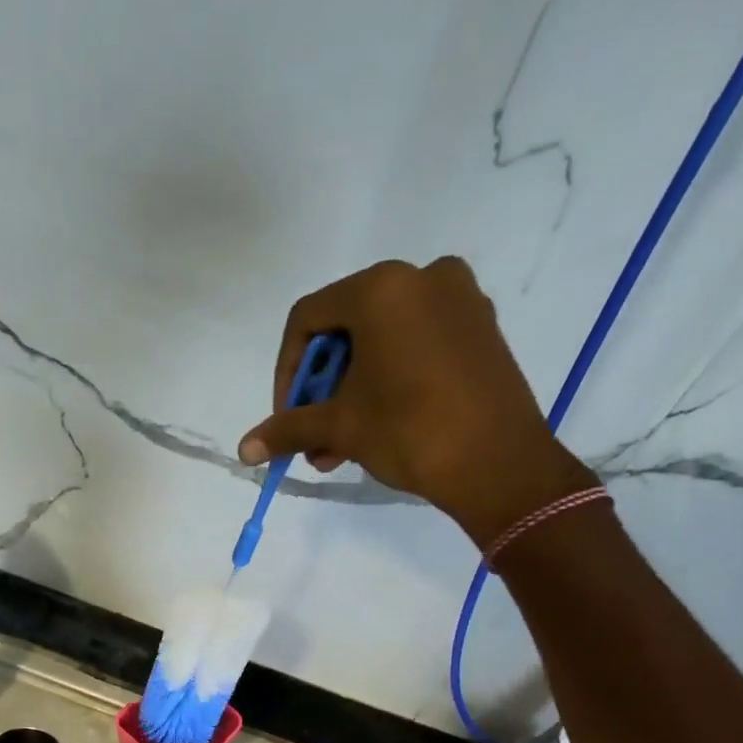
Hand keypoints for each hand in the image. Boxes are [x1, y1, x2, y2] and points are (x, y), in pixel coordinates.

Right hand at [237, 258, 597, 548]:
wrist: (500, 464)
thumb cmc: (411, 431)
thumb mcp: (340, 428)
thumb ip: (287, 429)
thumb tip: (243, 449)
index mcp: (382, 288)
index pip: (307, 318)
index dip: (286, 371)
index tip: (287, 416)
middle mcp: (422, 278)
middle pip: (345, 330)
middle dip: (321, 390)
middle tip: (314, 438)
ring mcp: (459, 300)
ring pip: (380, 342)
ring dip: (350, 394)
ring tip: (339, 449)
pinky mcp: (480, 329)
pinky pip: (415, 346)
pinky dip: (387, 382)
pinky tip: (377, 428)